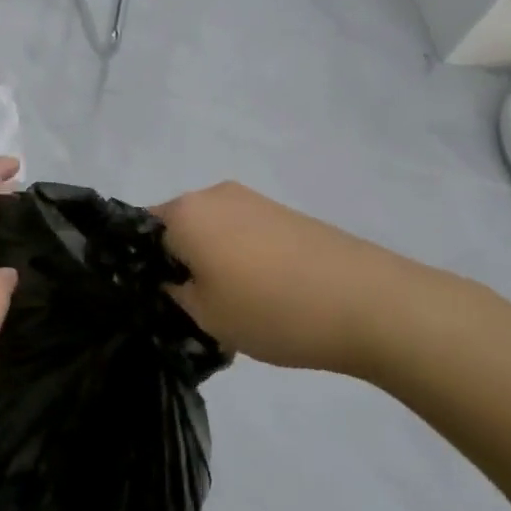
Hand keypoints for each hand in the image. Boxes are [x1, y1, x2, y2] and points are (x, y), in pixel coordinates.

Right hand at [155, 181, 464, 375]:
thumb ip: (174, 292)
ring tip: (229, 306)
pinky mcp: (286, 214)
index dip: (138, 264)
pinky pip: (243, 234)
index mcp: (185, 212)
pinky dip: (240, 259)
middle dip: (176, 262)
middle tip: (187, 308)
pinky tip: (261, 294)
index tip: (149, 297)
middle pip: (176, 227)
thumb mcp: (205, 316)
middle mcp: (214, 195)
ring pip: (211, 231)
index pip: (137, 230)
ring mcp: (254, 201)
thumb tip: (170, 279)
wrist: (373, 303)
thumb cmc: (272, 309)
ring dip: (210, 261)